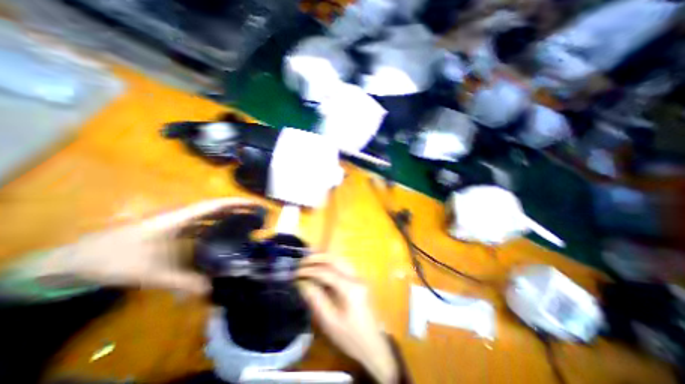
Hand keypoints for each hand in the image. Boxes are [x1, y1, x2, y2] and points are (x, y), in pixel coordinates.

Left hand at [25, 199, 255, 293]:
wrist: (77, 260)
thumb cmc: (115, 259)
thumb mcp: (151, 273)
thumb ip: (182, 282)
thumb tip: (210, 291)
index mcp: (181, 218)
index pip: (216, 205)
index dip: (237, 203)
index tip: (256, 204)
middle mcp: (183, 217)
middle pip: (217, 208)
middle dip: (238, 209)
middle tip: (257, 215)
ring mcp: (178, 224)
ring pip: (210, 217)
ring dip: (228, 217)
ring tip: (245, 223)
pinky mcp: (173, 232)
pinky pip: (201, 226)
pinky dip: (215, 228)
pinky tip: (221, 238)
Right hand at [298, 255, 399, 383]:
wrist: (372, 345)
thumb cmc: (350, 337)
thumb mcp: (329, 321)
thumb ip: (315, 299)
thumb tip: (301, 282)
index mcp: (350, 288)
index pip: (326, 272)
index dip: (309, 270)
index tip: (295, 273)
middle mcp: (356, 277)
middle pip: (335, 259)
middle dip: (317, 258)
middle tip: (301, 262)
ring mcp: (359, 277)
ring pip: (340, 260)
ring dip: (324, 258)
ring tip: (309, 261)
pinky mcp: (358, 280)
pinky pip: (342, 266)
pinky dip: (330, 264)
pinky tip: (321, 268)